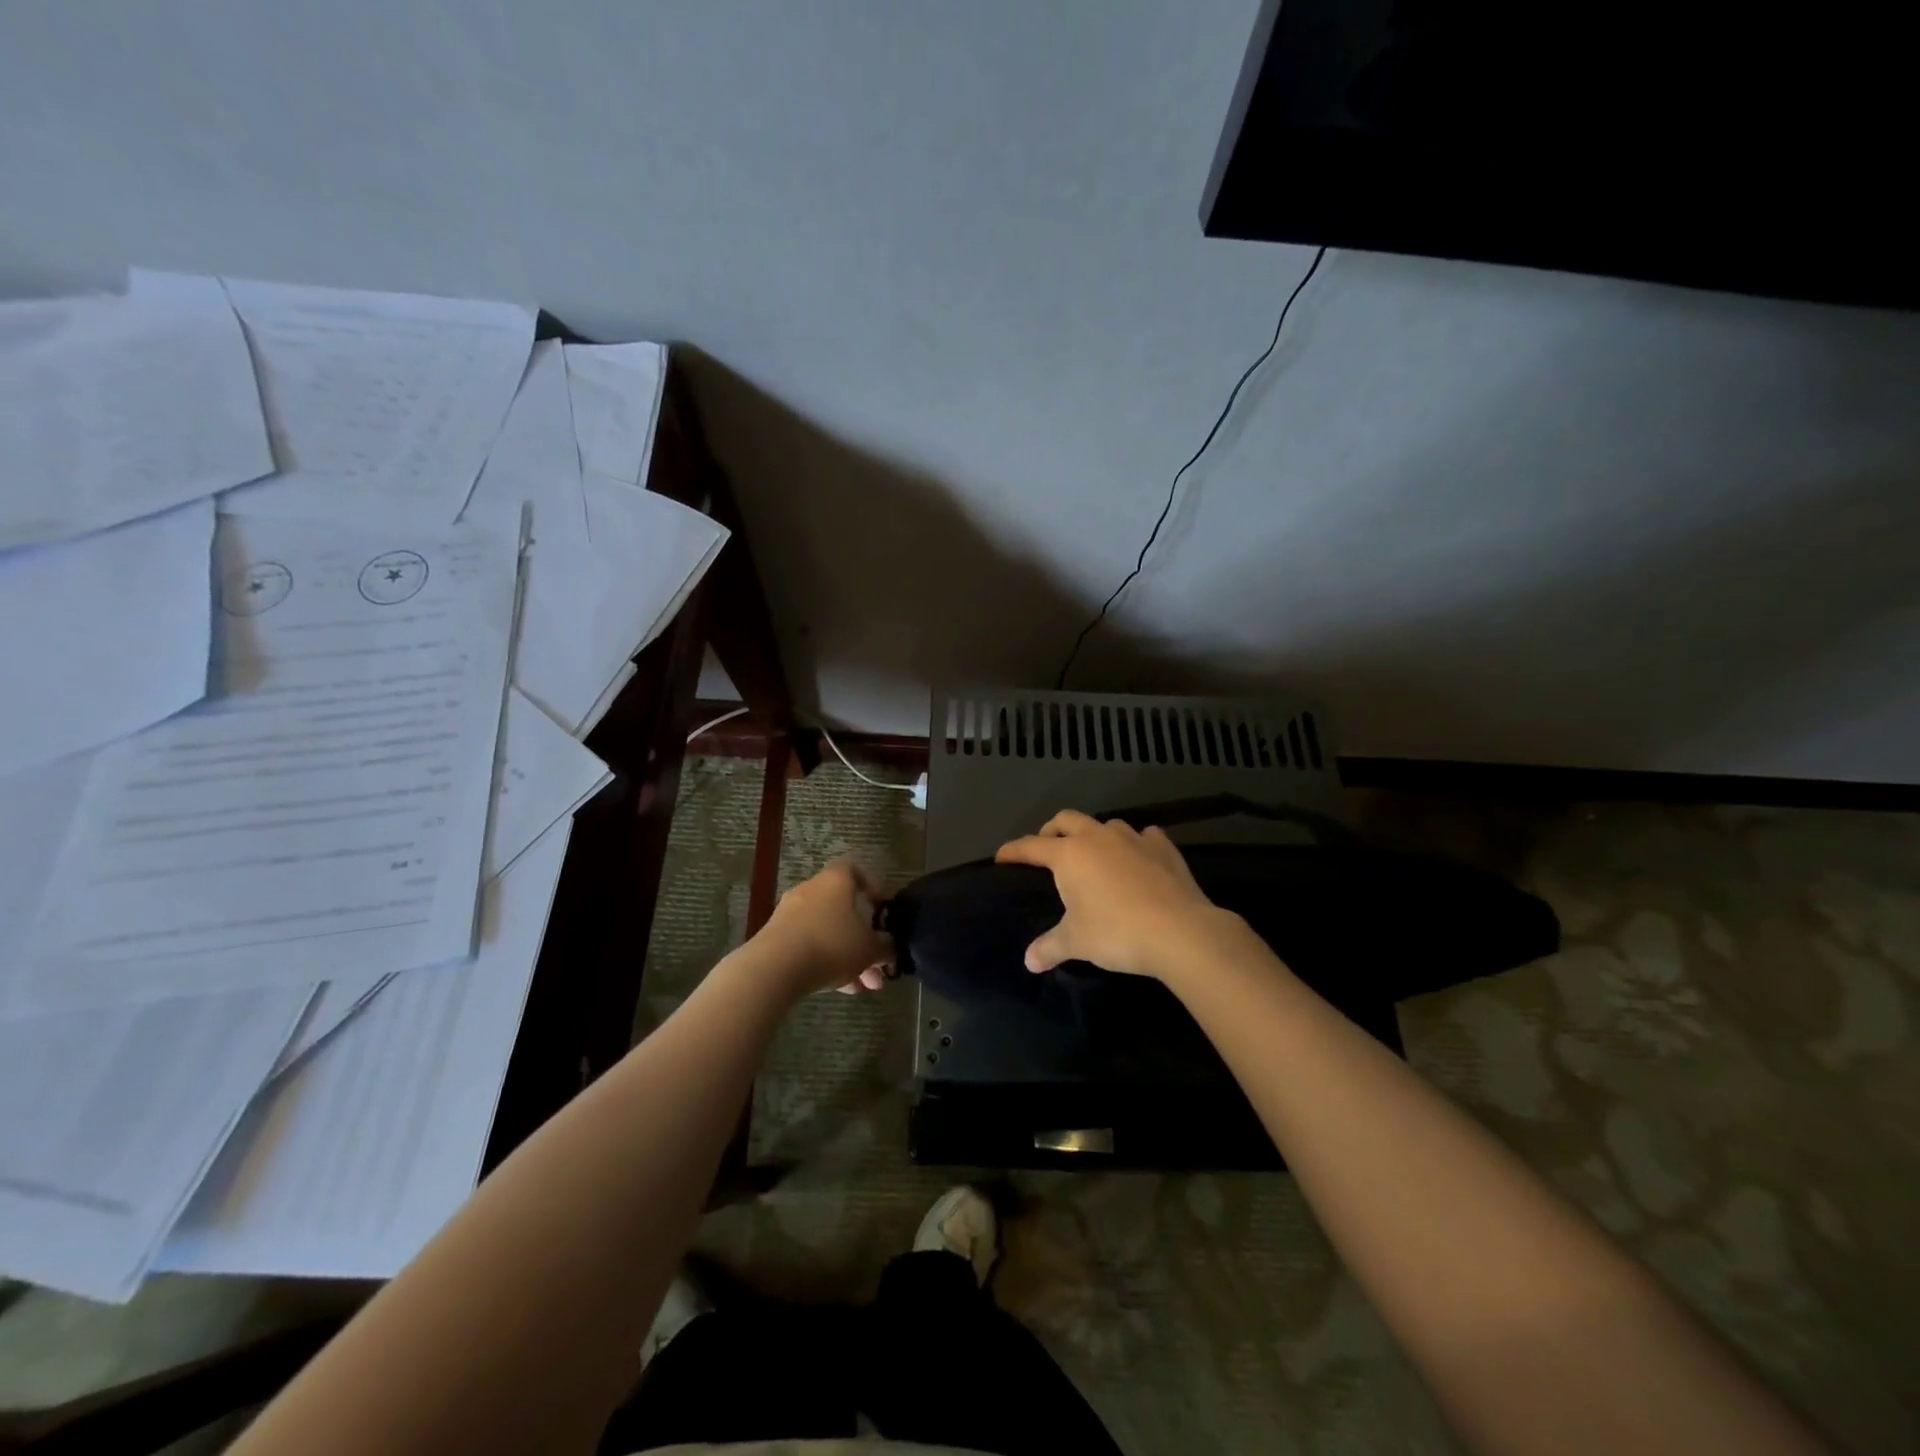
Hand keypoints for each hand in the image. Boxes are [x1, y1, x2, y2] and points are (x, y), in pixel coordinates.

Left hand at [752, 858, 895, 997]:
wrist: (773, 969)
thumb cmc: (830, 945)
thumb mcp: (869, 949)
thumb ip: (886, 946)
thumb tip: (891, 947)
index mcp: (835, 881)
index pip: (854, 869)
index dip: (871, 885)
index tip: (882, 909)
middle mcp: (810, 891)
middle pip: (843, 909)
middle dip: (863, 939)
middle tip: (878, 966)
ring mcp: (789, 914)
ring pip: (827, 932)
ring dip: (847, 956)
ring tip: (862, 987)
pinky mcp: (775, 938)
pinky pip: (808, 946)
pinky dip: (825, 962)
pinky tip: (839, 989)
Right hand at [995, 810, 1225, 981]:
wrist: (1180, 931)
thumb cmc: (1117, 933)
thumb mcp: (1076, 942)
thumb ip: (1049, 947)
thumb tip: (1029, 961)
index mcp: (1070, 855)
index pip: (1032, 846)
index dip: (1014, 851)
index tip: (1002, 857)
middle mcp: (1098, 837)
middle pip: (1066, 819)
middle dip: (1051, 830)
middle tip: (1047, 848)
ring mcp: (1133, 837)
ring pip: (1105, 824)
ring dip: (1094, 835)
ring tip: (1095, 856)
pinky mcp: (1163, 847)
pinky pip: (1143, 836)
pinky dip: (1135, 844)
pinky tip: (1138, 858)